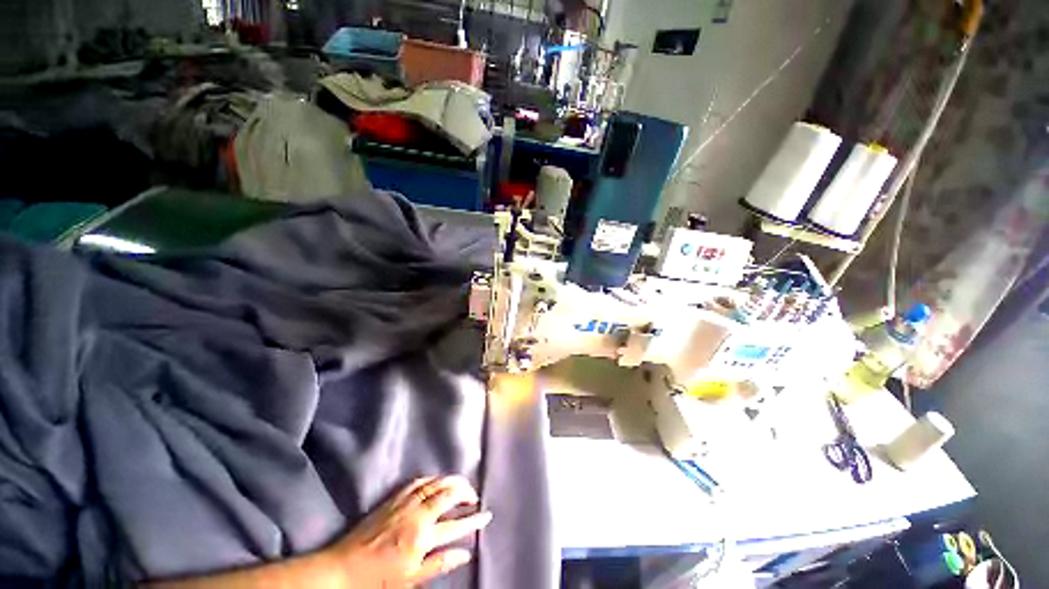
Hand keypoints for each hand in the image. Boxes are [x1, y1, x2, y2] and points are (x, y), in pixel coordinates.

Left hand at [324, 476, 491, 587]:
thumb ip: (439, 564)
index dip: (474, 520)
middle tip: (474, 496)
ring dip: (451, 481)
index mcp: (421, 536)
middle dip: (465, 492)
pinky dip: (432, 478)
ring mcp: (404, 502)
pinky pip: (418, 481)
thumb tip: (465, 554)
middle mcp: (416, 513)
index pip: (456, 525)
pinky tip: (436, 480)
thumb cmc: (377, 580)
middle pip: (447, 494)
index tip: (487, 515)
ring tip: (462, 484)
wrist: (342, 569)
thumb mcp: (410, 580)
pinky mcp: (393, 498)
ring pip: (434, 483)